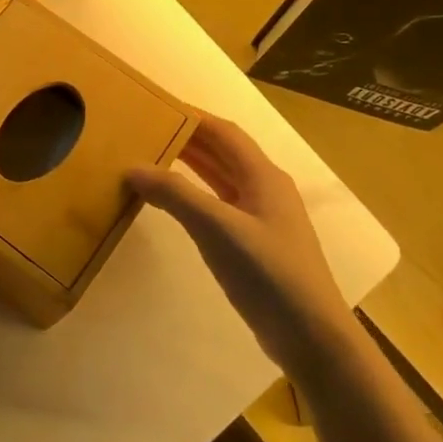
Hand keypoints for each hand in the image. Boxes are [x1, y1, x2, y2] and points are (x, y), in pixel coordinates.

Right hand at [128, 114, 348, 365]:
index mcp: (263, 176)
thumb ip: (175, 195)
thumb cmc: (268, 272)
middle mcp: (265, 190)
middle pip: (223, 153)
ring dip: (190, 167)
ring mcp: (262, 219)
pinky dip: (195, 197)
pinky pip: (219, 206)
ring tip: (151, 158)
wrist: (310, 335)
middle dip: (188, 139)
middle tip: (146, 130)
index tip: (157, 106)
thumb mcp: (217, 228)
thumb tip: (132, 168)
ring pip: (221, 180)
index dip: (193, 116)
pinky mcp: (255, 245)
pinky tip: (174, 203)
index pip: (224, 132)